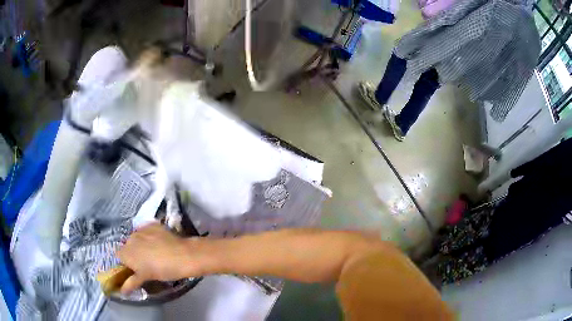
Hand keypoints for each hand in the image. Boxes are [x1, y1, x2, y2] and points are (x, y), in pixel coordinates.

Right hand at [117, 223, 200, 293]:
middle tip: (146, 262)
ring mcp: (141, 229)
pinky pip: (146, 230)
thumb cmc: (162, 270)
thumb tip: (122, 291)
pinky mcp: (152, 224)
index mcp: (126, 252)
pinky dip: (150, 236)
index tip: (135, 268)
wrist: (183, 255)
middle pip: (128, 246)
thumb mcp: (146, 277)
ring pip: (137, 237)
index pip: (119, 256)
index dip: (126, 262)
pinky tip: (159, 243)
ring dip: (141, 244)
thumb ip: (131, 282)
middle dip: (134, 253)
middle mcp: (130, 238)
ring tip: (154, 252)